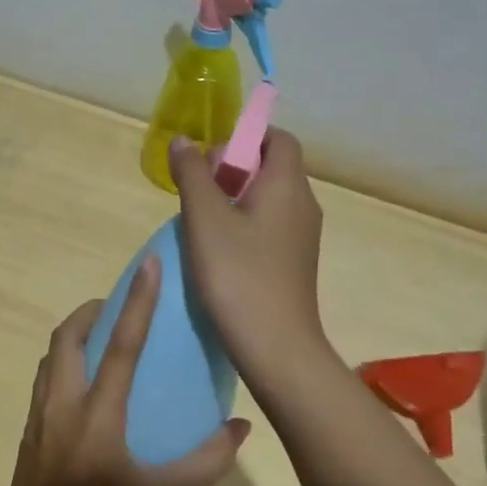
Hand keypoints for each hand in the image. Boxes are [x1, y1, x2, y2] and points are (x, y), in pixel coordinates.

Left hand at [0, 255, 249, 485]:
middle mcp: (61, 408)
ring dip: (73, 338)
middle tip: (116, 306)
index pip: (120, 344)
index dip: (137, 301)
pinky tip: (86, 391)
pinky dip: (64, 368)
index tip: (147, 266)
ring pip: (50, 360)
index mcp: (96, 417)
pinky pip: (45, 385)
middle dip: (90, 312)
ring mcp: (37, 423)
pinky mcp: (27, 441)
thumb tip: (241, 427)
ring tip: (101, 340)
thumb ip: (207, 461)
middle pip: (66, 339)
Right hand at [169, 130, 329, 386]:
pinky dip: (244, 225)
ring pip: (268, 199)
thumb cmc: (238, 275)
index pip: (277, 139)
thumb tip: (183, 140)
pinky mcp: (294, 263)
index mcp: (287, 185)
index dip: (245, 137)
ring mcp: (302, 236)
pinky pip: (269, 226)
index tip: (210, 158)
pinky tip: (218, 251)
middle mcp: (303, 204)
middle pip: (271, 167)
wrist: (276, 348)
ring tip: (201, 222)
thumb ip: (192, 174)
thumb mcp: (204, 219)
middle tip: (197, 191)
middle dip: (232, 169)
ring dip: (235, 199)